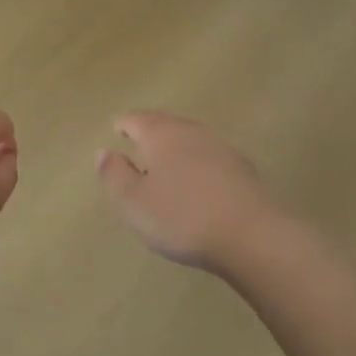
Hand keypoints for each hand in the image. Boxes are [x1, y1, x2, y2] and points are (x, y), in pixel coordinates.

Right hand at [96, 111, 281, 272]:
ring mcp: (222, 149)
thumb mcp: (133, 201)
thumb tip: (104, 152)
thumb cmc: (181, 216)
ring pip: (190, 141)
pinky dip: (196, 166)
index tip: (116, 130)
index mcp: (161, 134)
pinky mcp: (243, 171)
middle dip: (150, 134)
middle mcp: (192, 133)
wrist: (251, 236)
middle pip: (166, 125)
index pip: (136, 120)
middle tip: (137, 146)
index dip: (123, 125)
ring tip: (164, 167)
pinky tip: (195, 186)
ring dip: (176, 150)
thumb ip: (114, 175)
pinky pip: (210, 160)